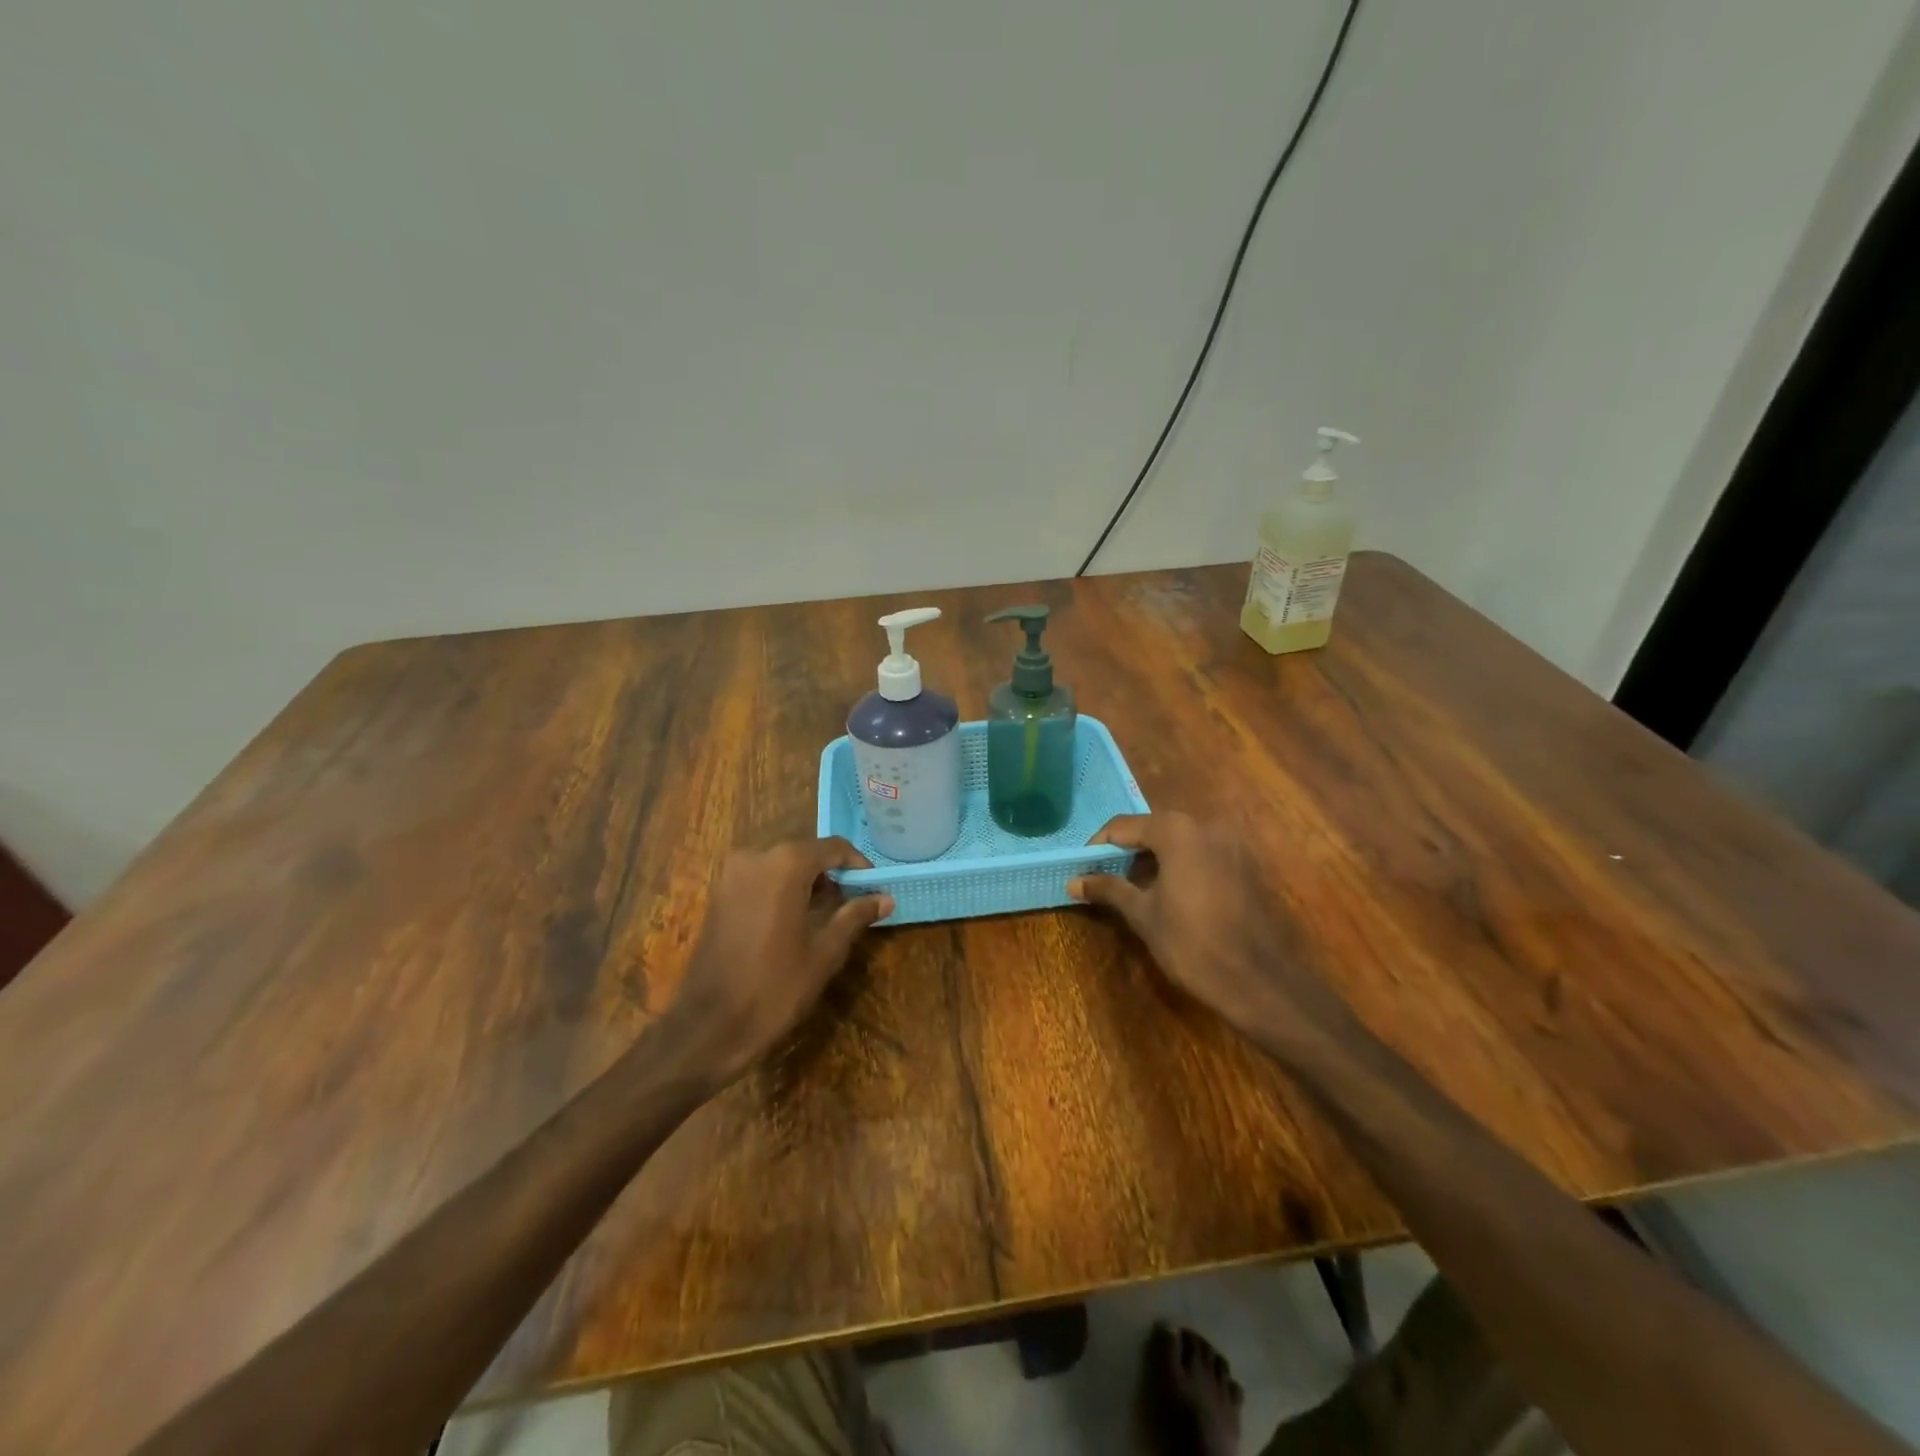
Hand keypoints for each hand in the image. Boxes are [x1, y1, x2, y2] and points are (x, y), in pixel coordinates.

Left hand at [669, 838, 893, 1086]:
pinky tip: (795, 921)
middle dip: (832, 874)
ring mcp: (731, 875)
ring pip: (782, 865)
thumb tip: (885, 898)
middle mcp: (756, 857)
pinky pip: (760, 879)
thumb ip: (854, 916)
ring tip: (827, 915)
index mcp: (786, 864)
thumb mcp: (825, 953)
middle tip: (854, 903)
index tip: (874, 888)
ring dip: (807, 882)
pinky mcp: (719, 895)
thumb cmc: (774, 988)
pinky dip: (782, 889)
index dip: (858, 865)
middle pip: (806, 853)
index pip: (833, 847)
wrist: (708, 1027)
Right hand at [1068, 813, 1352, 1053]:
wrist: (1258, 980)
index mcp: (1176, 831)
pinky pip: (1202, 853)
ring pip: (1179, 840)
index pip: (1123, 826)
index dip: (1098, 846)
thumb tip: (1074, 881)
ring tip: (1133, 886)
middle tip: (1104, 877)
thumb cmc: (1191, 944)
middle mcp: (1205, 825)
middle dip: (1127, 850)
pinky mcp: (1245, 863)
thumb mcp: (1142, 914)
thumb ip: (1108, 889)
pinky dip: (1180, 863)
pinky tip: (1170, 891)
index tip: (1082, 868)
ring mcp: (1231, 843)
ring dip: (1153, 857)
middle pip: (1153, 828)